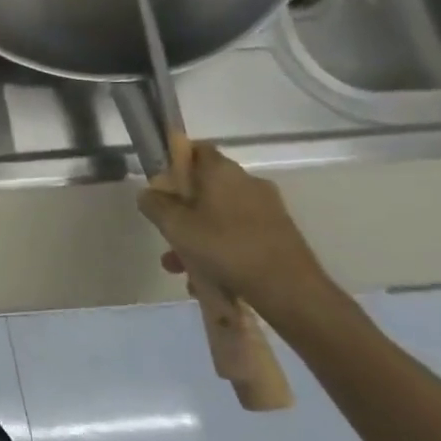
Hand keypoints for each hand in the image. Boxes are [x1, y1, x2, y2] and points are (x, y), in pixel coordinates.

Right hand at [136, 143, 338, 329]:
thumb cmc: (226, 248)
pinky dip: (220, 250)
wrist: (291, 291)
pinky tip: (207, 278)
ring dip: (196, 236)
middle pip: (204, 187)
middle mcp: (248, 183)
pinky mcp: (278, 235)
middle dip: (181, 210)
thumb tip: (149, 193)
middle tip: (165, 232)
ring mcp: (267, 209)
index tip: (159, 184)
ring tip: (179, 267)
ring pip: (219, 215)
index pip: (196, 149)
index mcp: (223, 171)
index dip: (174, 161)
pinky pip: (237, 234)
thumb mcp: (175, 225)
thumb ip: (154, 204)